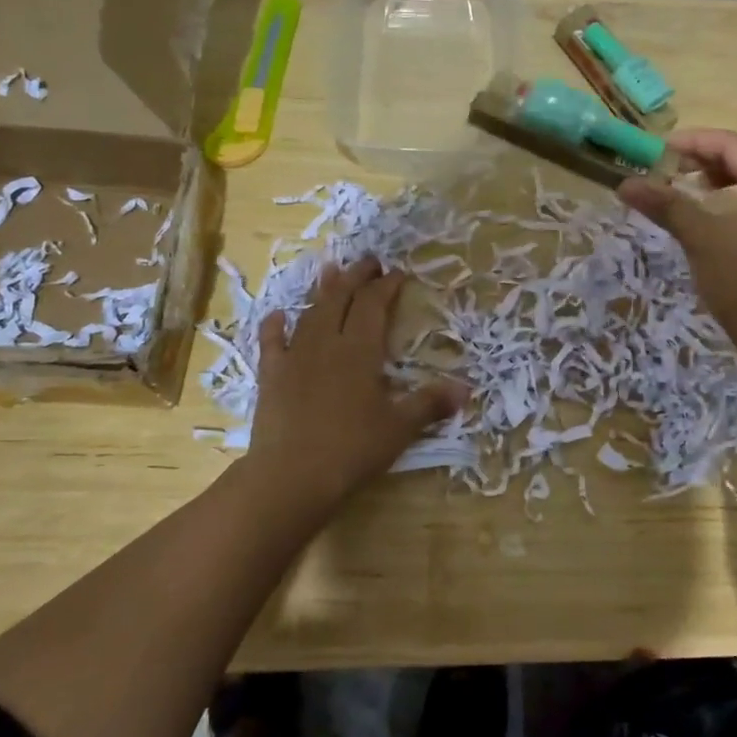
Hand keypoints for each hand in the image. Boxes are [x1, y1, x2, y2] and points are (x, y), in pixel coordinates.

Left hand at [244, 258, 465, 512]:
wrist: (290, 475)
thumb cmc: (351, 449)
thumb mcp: (399, 428)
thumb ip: (430, 404)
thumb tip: (465, 389)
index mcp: (359, 350)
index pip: (374, 305)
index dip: (387, 286)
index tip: (399, 272)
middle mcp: (326, 343)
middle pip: (341, 298)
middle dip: (357, 276)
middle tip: (369, 260)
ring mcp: (295, 357)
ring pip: (310, 313)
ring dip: (323, 290)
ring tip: (330, 270)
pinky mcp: (270, 376)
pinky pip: (271, 342)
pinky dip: (275, 326)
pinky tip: (278, 315)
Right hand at [617, 129, 736, 361]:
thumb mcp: (700, 236)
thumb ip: (665, 204)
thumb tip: (625, 183)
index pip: (732, 145)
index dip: (693, 141)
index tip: (658, 150)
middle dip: (704, 160)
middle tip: (668, 169)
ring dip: (718, 182)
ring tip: (687, 190)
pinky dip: (732, 204)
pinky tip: (711, 221)